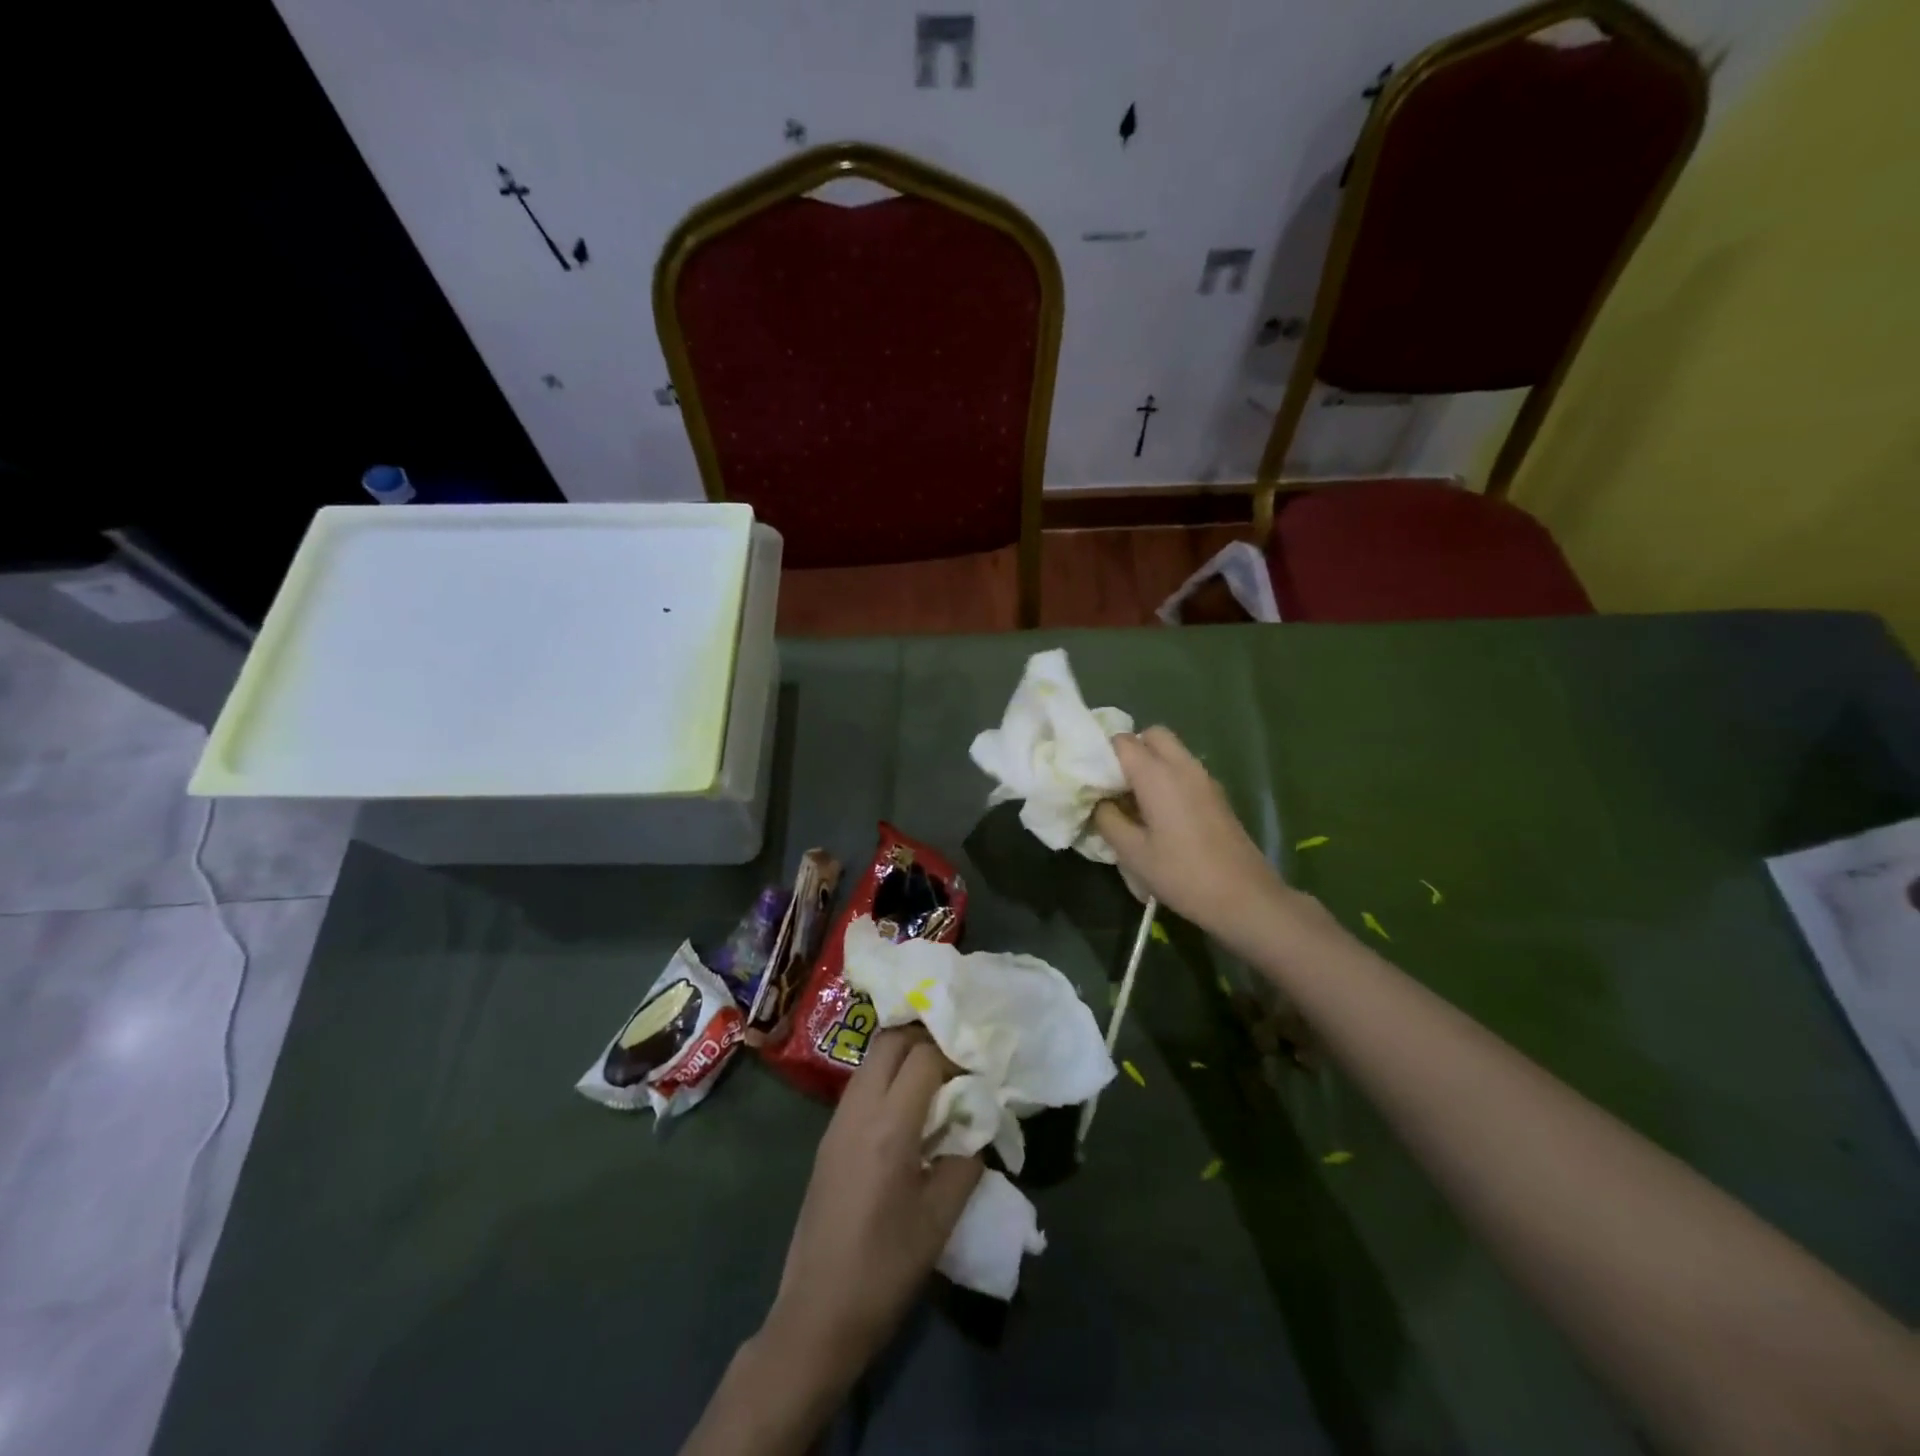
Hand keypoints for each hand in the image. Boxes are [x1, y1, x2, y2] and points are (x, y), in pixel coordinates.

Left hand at [762, 1028, 981, 1378]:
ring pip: (871, 1060)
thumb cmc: (885, 1269)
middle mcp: (858, 1110)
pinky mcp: (828, 1138)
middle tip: (955, 1060)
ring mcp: (837, 1122)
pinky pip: (860, 1086)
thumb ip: (966, 1162)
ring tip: (935, 1081)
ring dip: (903, 1056)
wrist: (817, 1314)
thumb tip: (978, 1127)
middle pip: (890, 1041)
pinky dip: (886, 1079)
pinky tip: (907, 1111)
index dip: (954, 1055)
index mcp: (889, 1126)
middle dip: (925, 1038)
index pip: (923, 1057)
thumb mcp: (940, 1219)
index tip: (977, 1072)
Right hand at [1093, 726, 1296, 944]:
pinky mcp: (1216, 795)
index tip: (1091, 779)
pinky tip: (1159, 813)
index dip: (1102, 754)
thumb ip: (1107, 820)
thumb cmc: (1182, 874)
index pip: (1122, 741)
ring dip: (1150, 764)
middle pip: (1152, 735)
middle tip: (1114, 784)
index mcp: (1157, 774)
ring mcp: (1204, 779)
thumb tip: (1098, 802)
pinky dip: (1167, 777)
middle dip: (1130, 750)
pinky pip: (1185, 770)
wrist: (1244, 897)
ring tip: (1133, 800)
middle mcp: (1183, 766)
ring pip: (1171, 752)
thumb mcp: (1132, 853)